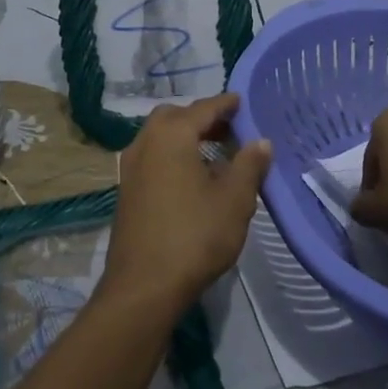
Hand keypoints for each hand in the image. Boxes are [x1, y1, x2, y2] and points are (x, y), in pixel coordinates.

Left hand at [100, 93, 272, 318]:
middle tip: (229, 130)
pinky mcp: (127, 191)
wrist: (144, 286)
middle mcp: (145, 143)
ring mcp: (130, 168)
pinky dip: (173, 156)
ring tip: (216, 156)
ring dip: (186, 138)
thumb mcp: (234, 200)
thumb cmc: (195, 236)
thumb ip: (249, 165)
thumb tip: (261, 141)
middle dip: (202, 119)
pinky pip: (153, 158)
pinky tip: (193, 180)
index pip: (203, 108)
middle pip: (175, 117)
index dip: (225, 104)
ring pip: (160, 138)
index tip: (242, 102)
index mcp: (171, 136)